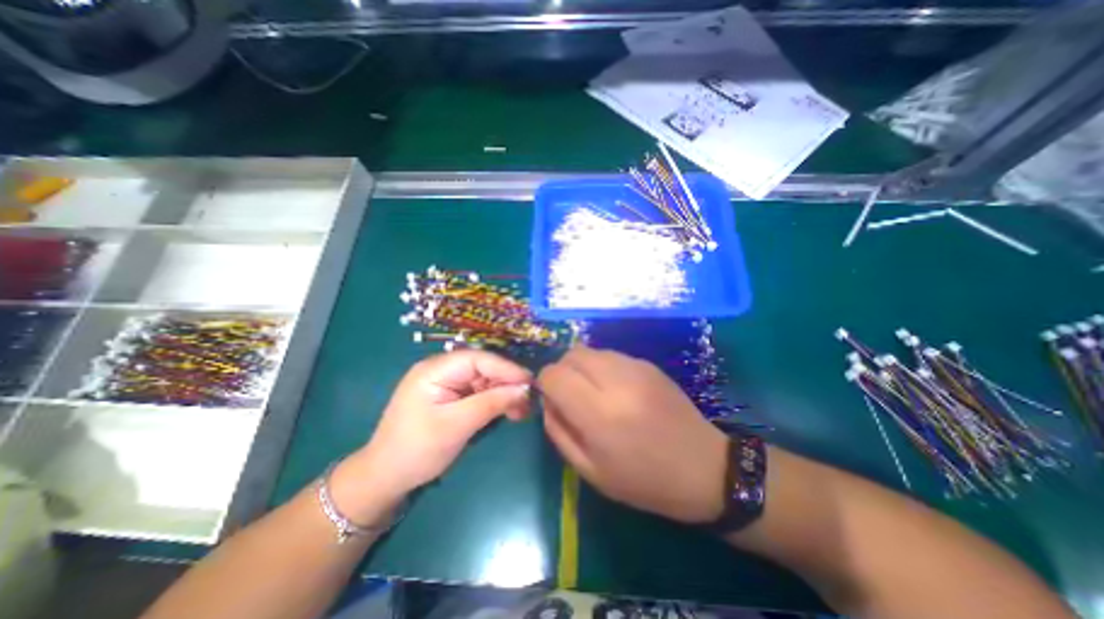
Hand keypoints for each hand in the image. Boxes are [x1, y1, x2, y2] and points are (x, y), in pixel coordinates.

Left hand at [332, 350, 530, 524]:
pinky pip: (479, 393)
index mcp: (435, 369)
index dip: (506, 368)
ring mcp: (447, 384)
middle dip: (507, 383)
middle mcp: (442, 370)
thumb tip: (525, 389)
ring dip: (504, 394)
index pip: (478, 359)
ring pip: (484, 381)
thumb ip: (491, 403)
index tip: (530, 382)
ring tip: (522, 411)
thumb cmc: (417, 450)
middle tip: (529, 401)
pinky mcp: (451, 397)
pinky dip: (495, 402)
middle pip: (483, 368)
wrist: (385, 478)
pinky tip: (509, 412)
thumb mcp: (457, 426)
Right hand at [539, 346, 731, 524]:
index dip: (545, 383)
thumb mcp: (590, 471)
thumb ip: (559, 431)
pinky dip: (602, 367)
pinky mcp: (648, 364)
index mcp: (599, 414)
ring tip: (594, 393)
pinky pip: (611, 355)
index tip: (551, 399)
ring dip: (582, 368)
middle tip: (570, 395)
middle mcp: (617, 381)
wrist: (705, 468)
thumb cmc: (644, 480)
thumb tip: (547, 401)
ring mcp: (636, 367)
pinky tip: (616, 391)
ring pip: (591, 350)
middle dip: (562, 371)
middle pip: (571, 354)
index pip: (554, 375)